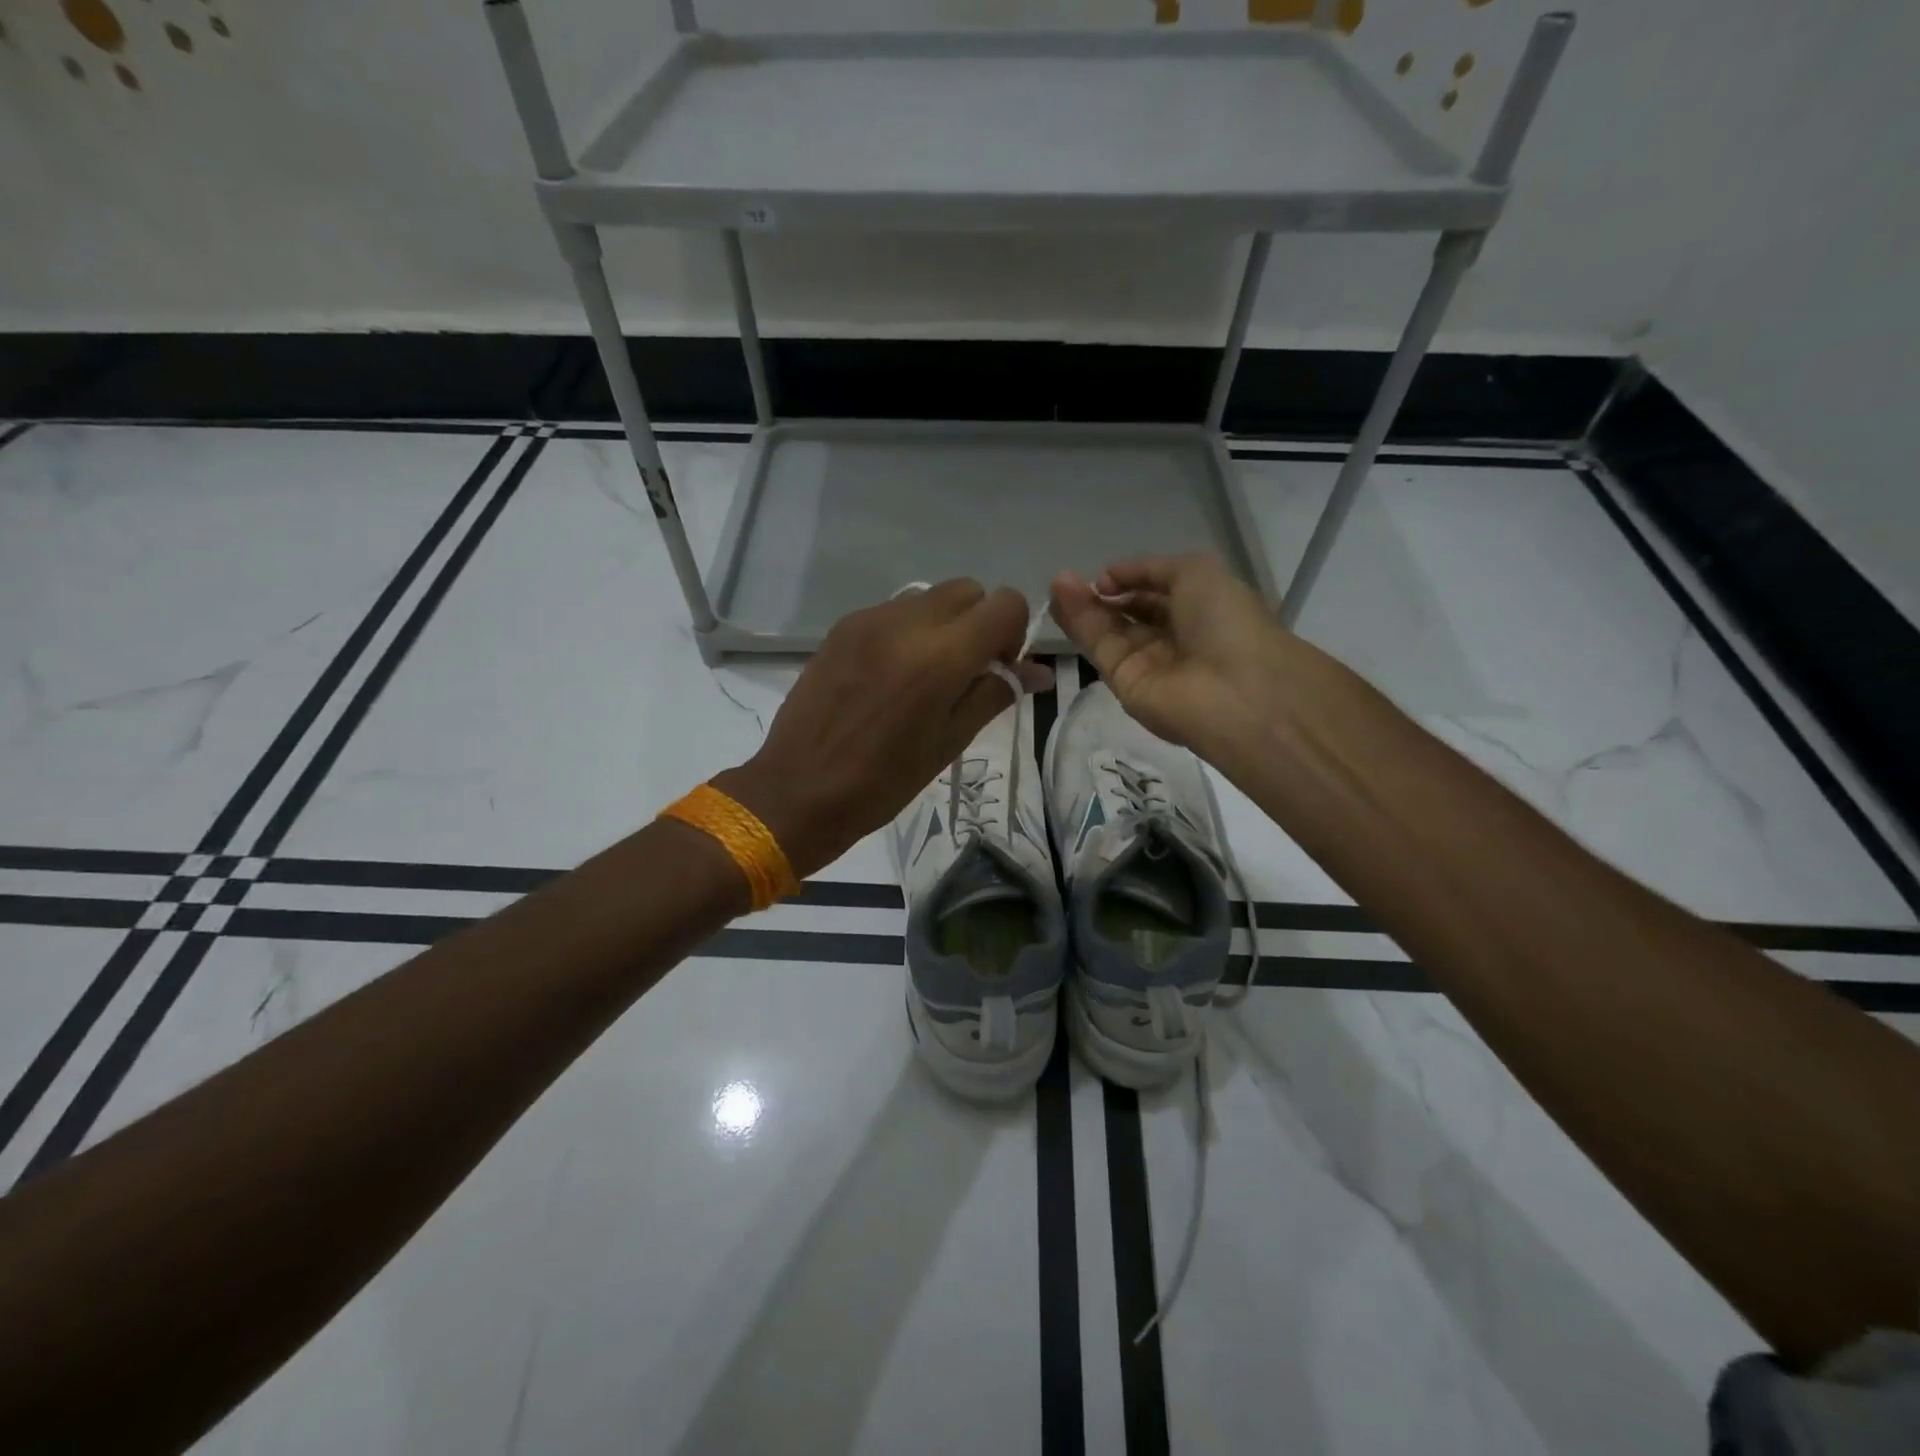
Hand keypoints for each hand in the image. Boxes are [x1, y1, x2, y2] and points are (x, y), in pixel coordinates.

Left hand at [716, 581, 1051, 877]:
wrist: (797, 790)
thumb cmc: (882, 782)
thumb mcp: (949, 743)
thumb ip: (994, 694)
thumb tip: (1038, 672)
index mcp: (940, 656)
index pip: (1005, 603)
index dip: (1014, 633)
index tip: (998, 669)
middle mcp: (906, 622)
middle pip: (968, 590)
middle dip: (980, 622)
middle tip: (967, 671)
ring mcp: (869, 619)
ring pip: (929, 597)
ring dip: (944, 625)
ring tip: (925, 676)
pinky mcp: (842, 627)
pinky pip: (894, 611)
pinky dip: (909, 631)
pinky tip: (891, 676)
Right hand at [1050, 554, 1290, 753]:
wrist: (1236, 692)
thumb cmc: (1226, 623)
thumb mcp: (1197, 572)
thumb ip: (1149, 570)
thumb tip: (1108, 579)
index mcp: (1200, 610)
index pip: (1157, 593)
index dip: (1131, 580)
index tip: (1106, 574)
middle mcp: (1173, 638)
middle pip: (1128, 613)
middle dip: (1101, 594)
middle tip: (1068, 578)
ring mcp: (1148, 663)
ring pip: (1108, 630)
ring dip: (1082, 605)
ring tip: (1057, 583)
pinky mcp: (1124, 684)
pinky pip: (1100, 647)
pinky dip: (1079, 623)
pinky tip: (1061, 599)